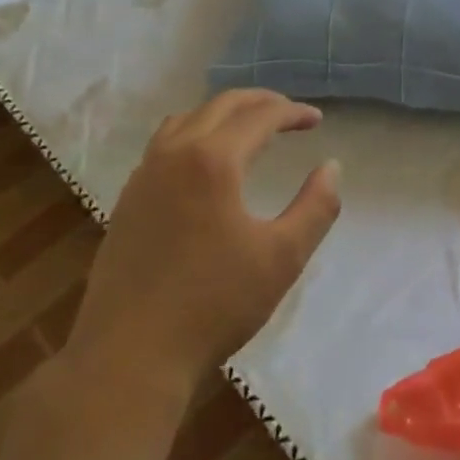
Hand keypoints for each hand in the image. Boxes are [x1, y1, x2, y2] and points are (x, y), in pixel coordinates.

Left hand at [66, 90, 341, 389]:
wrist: (130, 356)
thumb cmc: (214, 305)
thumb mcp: (282, 257)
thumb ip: (316, 207)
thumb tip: (332, 167)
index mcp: (212, 160)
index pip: (259, 116)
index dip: (292, 112)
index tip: (316, 120)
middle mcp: (173, 155)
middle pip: (220, 106)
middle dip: (259, 103)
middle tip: (289, 114)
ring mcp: (143, 176)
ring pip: (186, 120)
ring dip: (222, 114)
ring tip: (248, 129)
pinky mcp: (127, 201)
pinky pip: (163, 145)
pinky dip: (193, 135)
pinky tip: (205, 166)